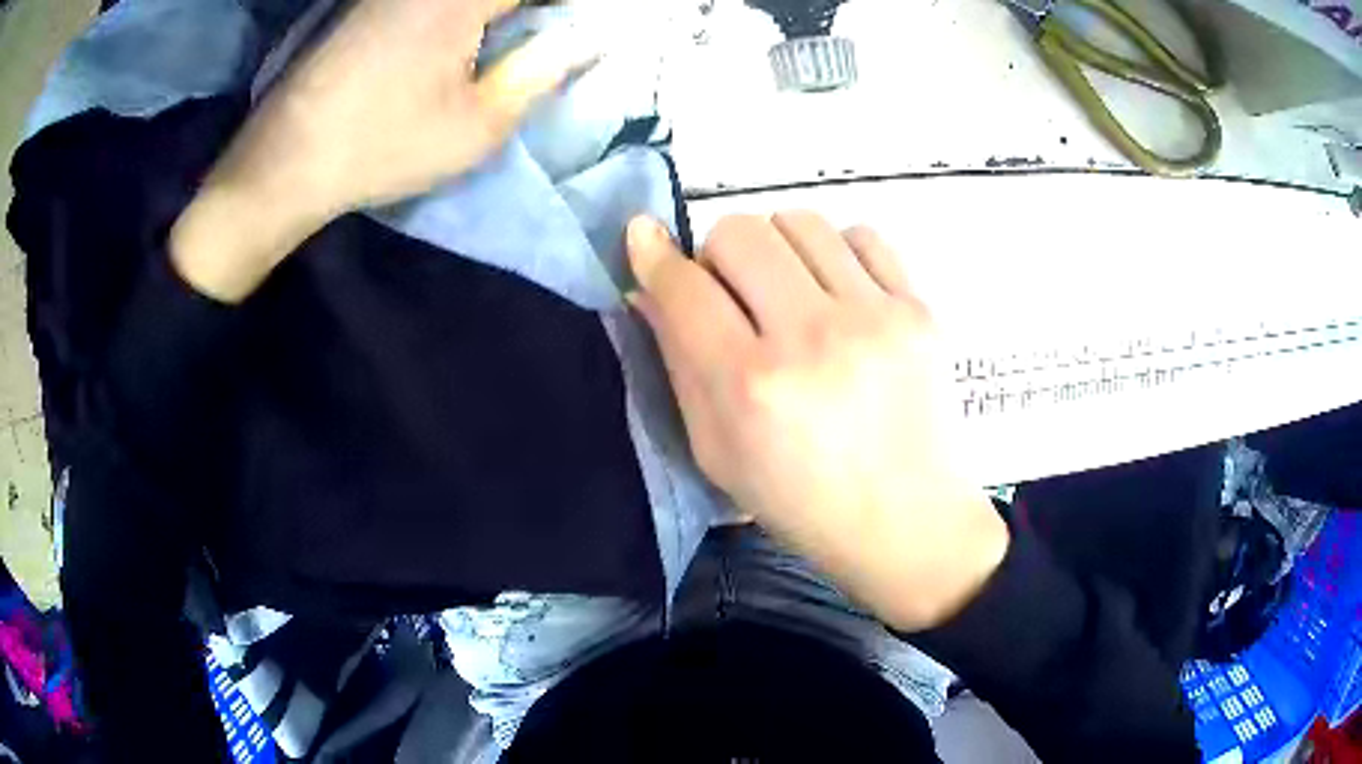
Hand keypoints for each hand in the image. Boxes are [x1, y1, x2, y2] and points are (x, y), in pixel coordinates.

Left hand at [172, 0, 595, 302]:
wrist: (283, 163)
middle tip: (547, 35)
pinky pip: (429, 2)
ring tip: (512, 39)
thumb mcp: (475, 127)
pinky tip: (464, 40)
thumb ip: (538, 75)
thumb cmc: (380, 148)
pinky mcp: (368, 5)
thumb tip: (583, 41)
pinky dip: (458, 16)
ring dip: (496, 15)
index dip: (565, 10)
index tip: (578, 29)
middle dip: (529, 14)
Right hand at [627, 212, 1009, 630]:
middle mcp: (812, 338)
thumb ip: (678, 362)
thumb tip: (650, 287)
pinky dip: (836, 253)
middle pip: (740, 232)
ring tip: (790, 291)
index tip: (644, 237)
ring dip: (778, 247)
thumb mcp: (716, 451)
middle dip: (718, 254)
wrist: (907, 521)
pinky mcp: (920, 310)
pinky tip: (840, 293)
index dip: (654, 255)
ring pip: (800, 221)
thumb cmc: (802, 502)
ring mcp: (875, 317)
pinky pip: (862, 235)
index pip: (684, 287)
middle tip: (734, 293)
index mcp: (751, 386)